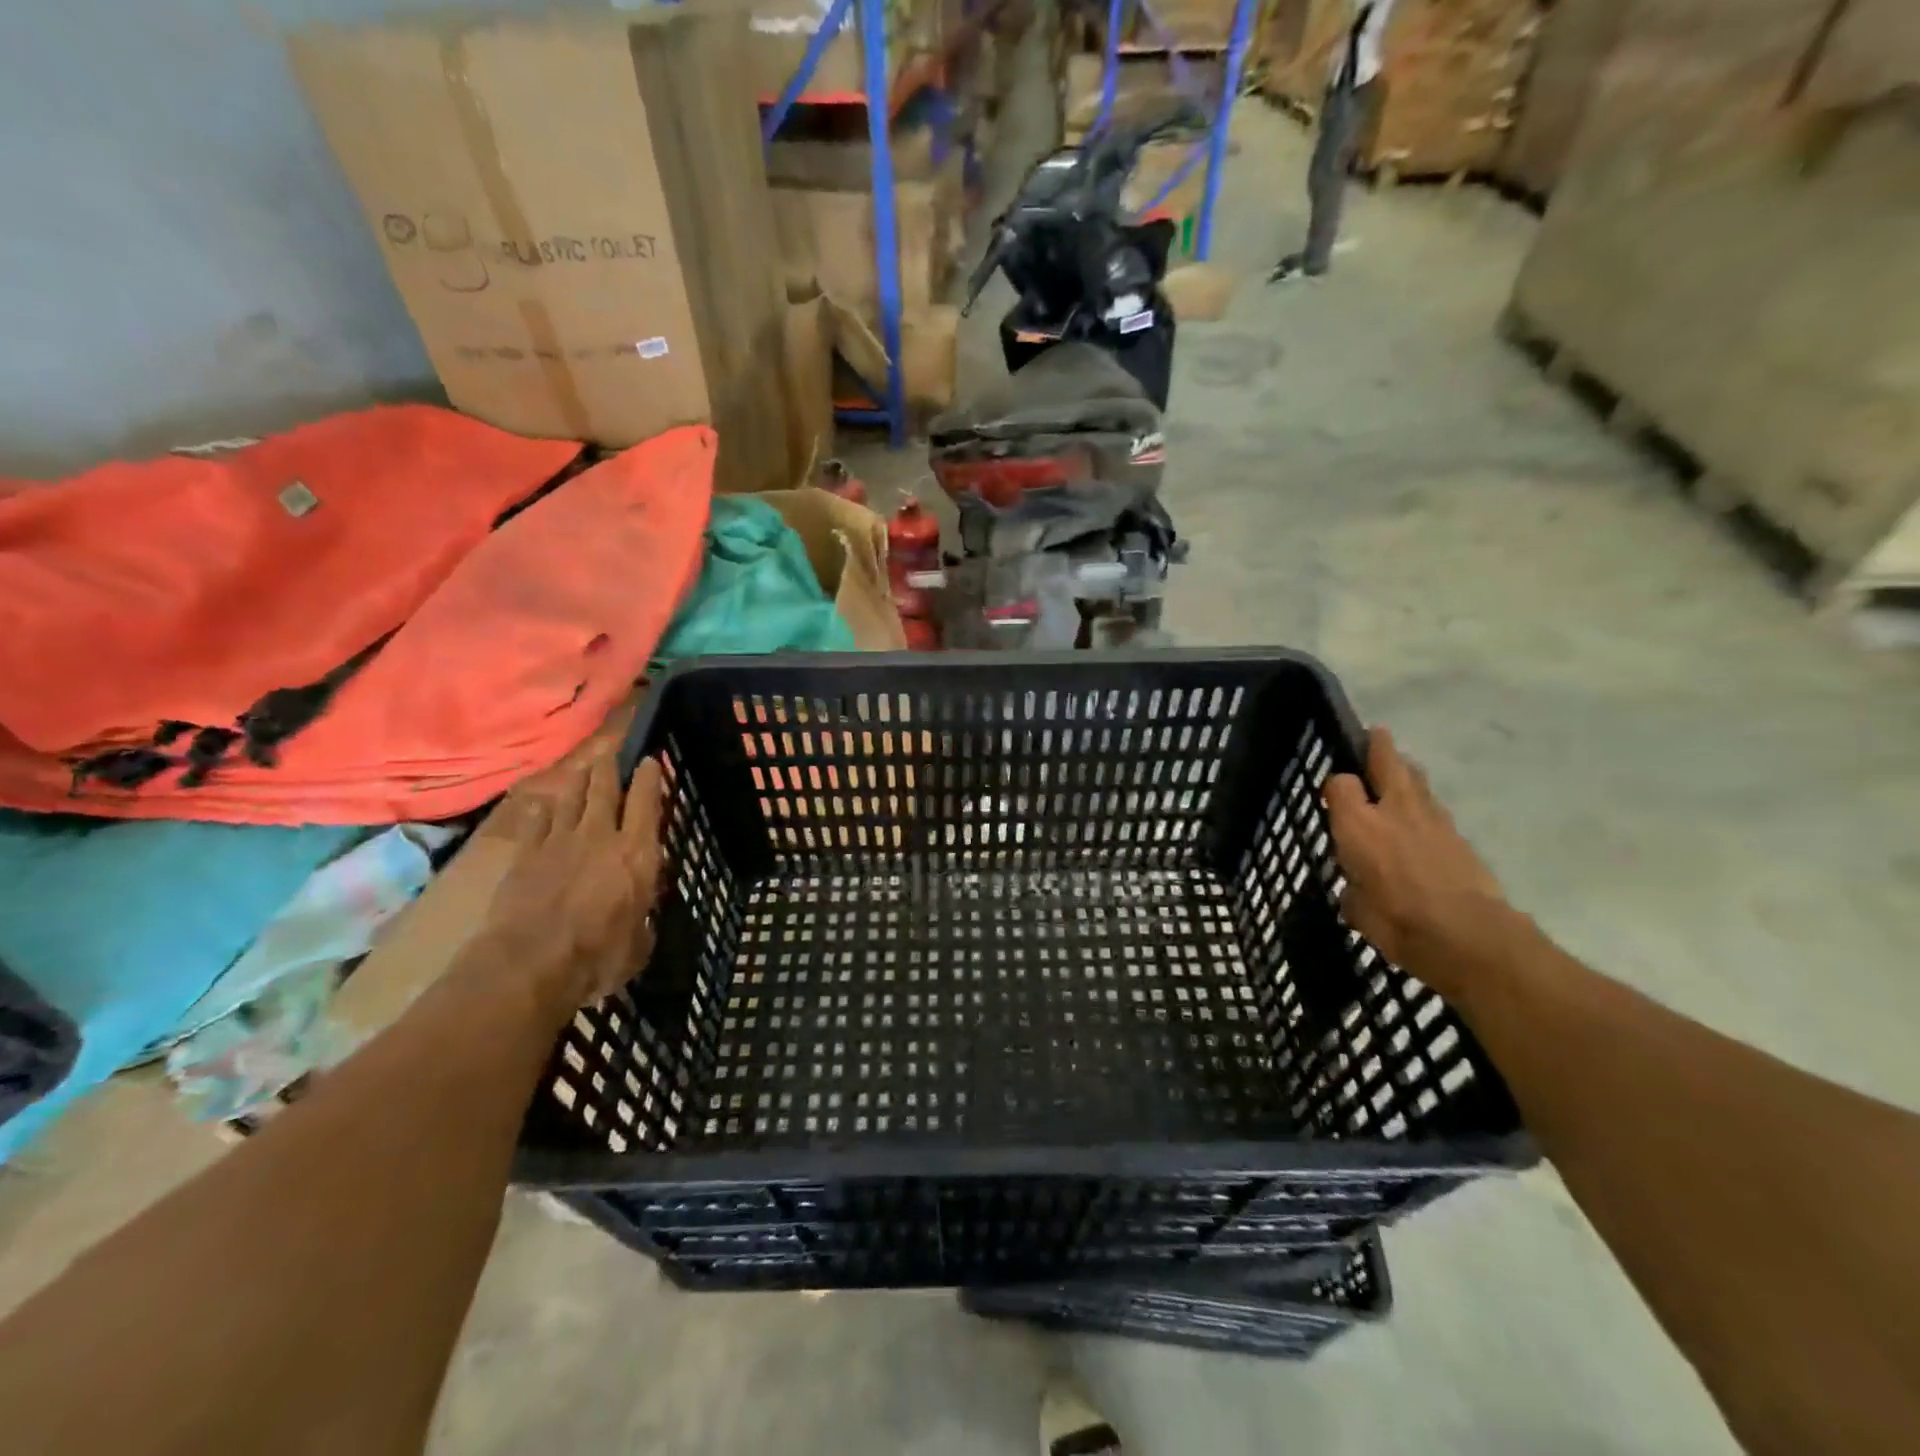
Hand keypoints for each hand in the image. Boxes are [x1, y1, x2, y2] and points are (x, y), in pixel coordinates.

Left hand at [477, 746, 665, 1013]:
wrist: (530, 964)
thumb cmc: (598, 957)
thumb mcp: (640, 942)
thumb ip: (642, 919)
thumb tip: (640, 916)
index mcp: (638, 854)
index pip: (647, 803)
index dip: (650, 779)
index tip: (650, 761)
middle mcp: (601, 836)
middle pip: (605, 789)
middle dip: (611, 768)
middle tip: (613, 754)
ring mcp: (559, 841)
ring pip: (572, 797)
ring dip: (580, 780)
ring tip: (585, 768)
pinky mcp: (525, 854)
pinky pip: (536, 820)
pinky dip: (543, 808)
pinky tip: (544, 802)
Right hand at [1323, 727, 1515, 999]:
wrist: (1469, 937)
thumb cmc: (1398, 922)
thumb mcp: (1356, 910)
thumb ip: (1353, 891)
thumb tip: (1357, 889)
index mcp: (1357, 824)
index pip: (1340, 784)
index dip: (1334, 785)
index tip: (1331, 795)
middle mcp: (1392, 811)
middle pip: (1387, 762)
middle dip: (1379, 746)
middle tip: (1375, 734)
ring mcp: (1432, 820)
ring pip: (1417, 781)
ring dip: (1407, 771)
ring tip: (1400, 770)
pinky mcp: (1461, 837)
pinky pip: (1437, 809)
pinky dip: (1426, 806)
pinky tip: (1422, 819)